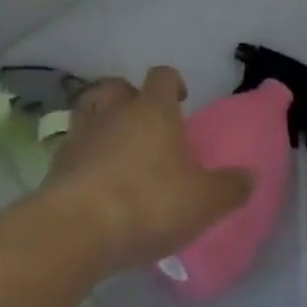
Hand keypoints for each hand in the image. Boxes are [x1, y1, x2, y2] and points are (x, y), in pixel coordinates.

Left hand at [41, 66, 251, 275]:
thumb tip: (250, 176)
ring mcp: (81, 135)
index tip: (181, 100)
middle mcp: (114, 111)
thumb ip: (229, 188)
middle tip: (143, 120)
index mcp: (153, 109)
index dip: (173, 83)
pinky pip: (72, 147)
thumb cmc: (148, 203)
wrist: (76, 230)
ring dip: (101, 119)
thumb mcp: (203, 201)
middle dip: (130, 96)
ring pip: (88, 109)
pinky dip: (83, 155)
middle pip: (118, 86)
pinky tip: (94, 178)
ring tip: (114, 144)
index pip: (163, 76)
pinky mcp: (56, 164)